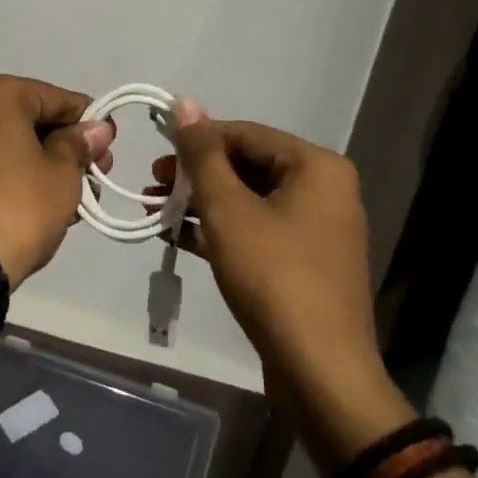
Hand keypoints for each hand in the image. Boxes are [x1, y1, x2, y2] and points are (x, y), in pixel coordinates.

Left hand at [0, 73, 114, 289]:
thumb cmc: (16, 206)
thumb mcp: (62, 174)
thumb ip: (79, 144)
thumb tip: (96, 129)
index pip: (54, 98)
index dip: (87, 122)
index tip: (109, 146)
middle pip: (27, 118)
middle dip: (62, 146)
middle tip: (93, 176)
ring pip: (4, 142)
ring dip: (38, 163)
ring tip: (69, 198)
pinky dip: (9, 174)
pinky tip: (35, 203)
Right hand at [158, 101, 414, 464]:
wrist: (321, 375)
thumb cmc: (274, 278)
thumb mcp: (227, 210)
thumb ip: (202, 154)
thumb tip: (184, 102)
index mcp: (316, 166)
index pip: (245, 134)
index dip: (196, 141)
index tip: (156, 156)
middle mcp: (324, 189)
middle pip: (247, 165)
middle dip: (196, 176)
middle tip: (153, 186)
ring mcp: (319, 227)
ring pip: (250, 199)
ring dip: (202, 203)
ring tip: (155, 211)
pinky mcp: (307, 261)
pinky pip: (259, 229)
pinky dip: (221, 229)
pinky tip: (178, 237)